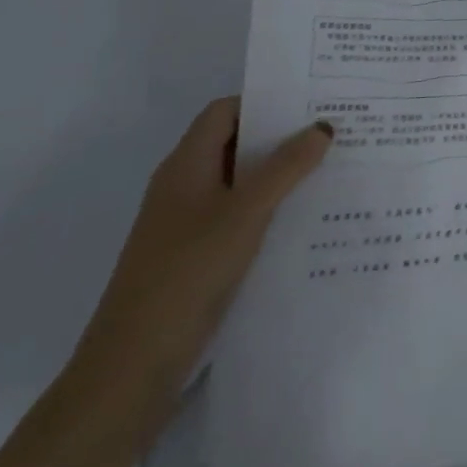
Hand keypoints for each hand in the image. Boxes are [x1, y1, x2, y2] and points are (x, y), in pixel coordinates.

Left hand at [61, 97, 332, 443]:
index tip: (313, 99)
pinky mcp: (196, 258)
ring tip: (333, 168)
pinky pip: (240, 216)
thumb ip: (287, 166)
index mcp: (186, 165)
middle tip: (335, 130)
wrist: (132, 367)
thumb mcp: (246, 212)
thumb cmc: (187, 273)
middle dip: (282, 136)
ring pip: (241, 183)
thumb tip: (323, 125)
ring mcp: (188, 224)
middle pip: (236, 144)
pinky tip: (306, 218)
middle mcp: (184, 187)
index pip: (226, 111)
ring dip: (281, 174)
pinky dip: (271, 209)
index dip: (266, 100)